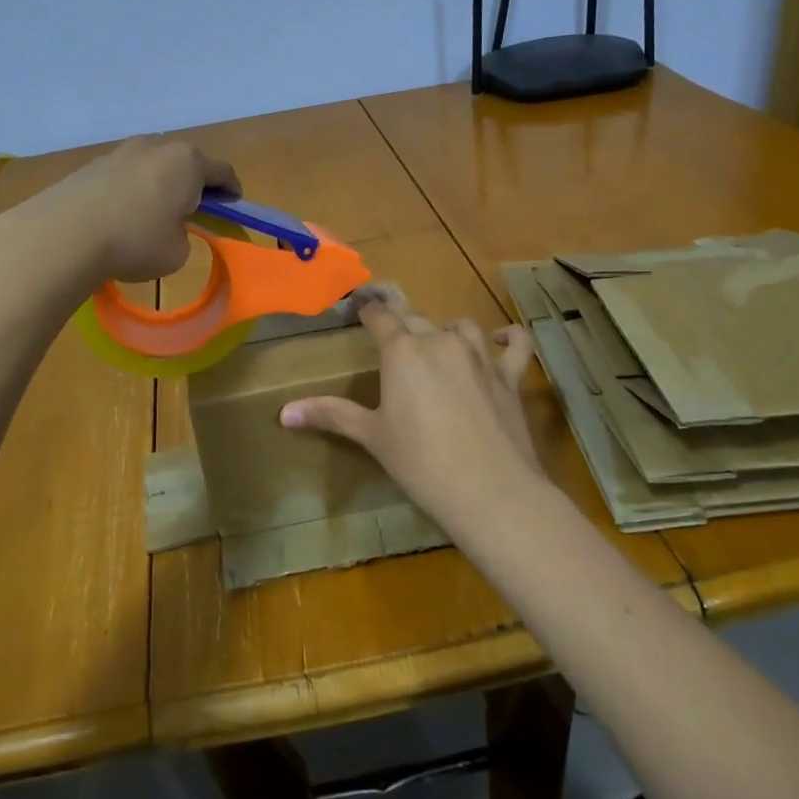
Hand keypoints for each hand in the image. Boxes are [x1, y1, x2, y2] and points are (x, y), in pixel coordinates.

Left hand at [2, 136, 240, 287]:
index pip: (222, 171)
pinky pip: (124, 175)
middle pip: (185, 163)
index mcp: (187, 162)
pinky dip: (131, 191)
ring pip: (152, 166)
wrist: (63, 235)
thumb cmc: (134, 241)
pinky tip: (121, 216)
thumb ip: (183, 235)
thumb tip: (168, 228)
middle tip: (195, 209)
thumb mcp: (177, 252)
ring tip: (154, 213)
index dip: (232, 190)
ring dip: (159, 185)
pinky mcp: (91, 164)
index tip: (234, 204)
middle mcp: (156, 147)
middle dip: (193, 184)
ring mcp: (121, 151)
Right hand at [279, 284, 539, 529]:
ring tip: (435, 347)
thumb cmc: (420, 462)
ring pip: (459, 327)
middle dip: (401, 324)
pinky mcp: (509, 375)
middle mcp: (440, 341)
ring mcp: (479, 356)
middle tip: (390, 338)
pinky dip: (508, 338)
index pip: (380, 316)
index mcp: (403, 351)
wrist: (490, 490)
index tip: (358, 308)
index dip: (367, 310)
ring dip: (445, 332)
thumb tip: (283, 412)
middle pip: (415, 319)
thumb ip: (330, 415)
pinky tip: (502, 338)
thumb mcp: (372, 437)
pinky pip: (515, 344)